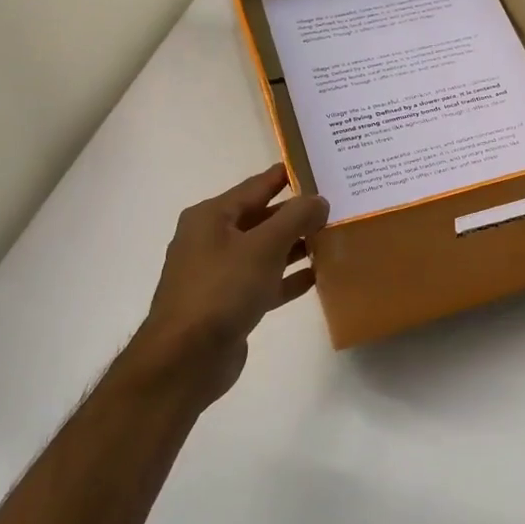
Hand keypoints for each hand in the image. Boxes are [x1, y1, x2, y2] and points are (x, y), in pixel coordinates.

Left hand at [132, 165, 328, 403]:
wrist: (187, 356)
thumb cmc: (222, 290)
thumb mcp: (263, 246)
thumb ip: (294, 219)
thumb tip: (319, 199)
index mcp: (212, 217)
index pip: (256, 186)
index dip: (287, 176)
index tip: (319, 167)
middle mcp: (213, 240)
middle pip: (262, 218)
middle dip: (297, 213)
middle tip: (337, 205)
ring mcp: (221, 273)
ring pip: (266, 251)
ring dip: (296, 246)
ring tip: (333, 238)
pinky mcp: (231, 303)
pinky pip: (266, 282)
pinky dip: (289, 278)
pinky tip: (318, 276)